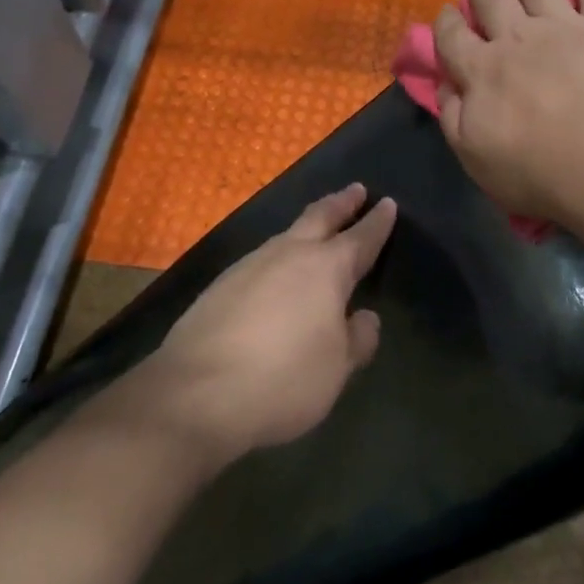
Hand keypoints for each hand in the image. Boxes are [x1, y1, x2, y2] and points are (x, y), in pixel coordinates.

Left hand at [143, 184, 395, 462]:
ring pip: (286, 235)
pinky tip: (275, 274)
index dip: (377, 221)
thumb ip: (357, 340)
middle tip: (355, 190)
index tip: (387, 203)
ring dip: (307, 228)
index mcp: (326, 269)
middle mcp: (288, 254)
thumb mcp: (336, 369)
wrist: (196, 394)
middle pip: (320, 217)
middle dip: (341, 203)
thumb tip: (365, 318)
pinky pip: (260, 260)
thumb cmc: (283, 379)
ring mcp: (249, 266)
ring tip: (317, 229)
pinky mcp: (220, 285)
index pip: (360, 237)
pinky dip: (278, 257)